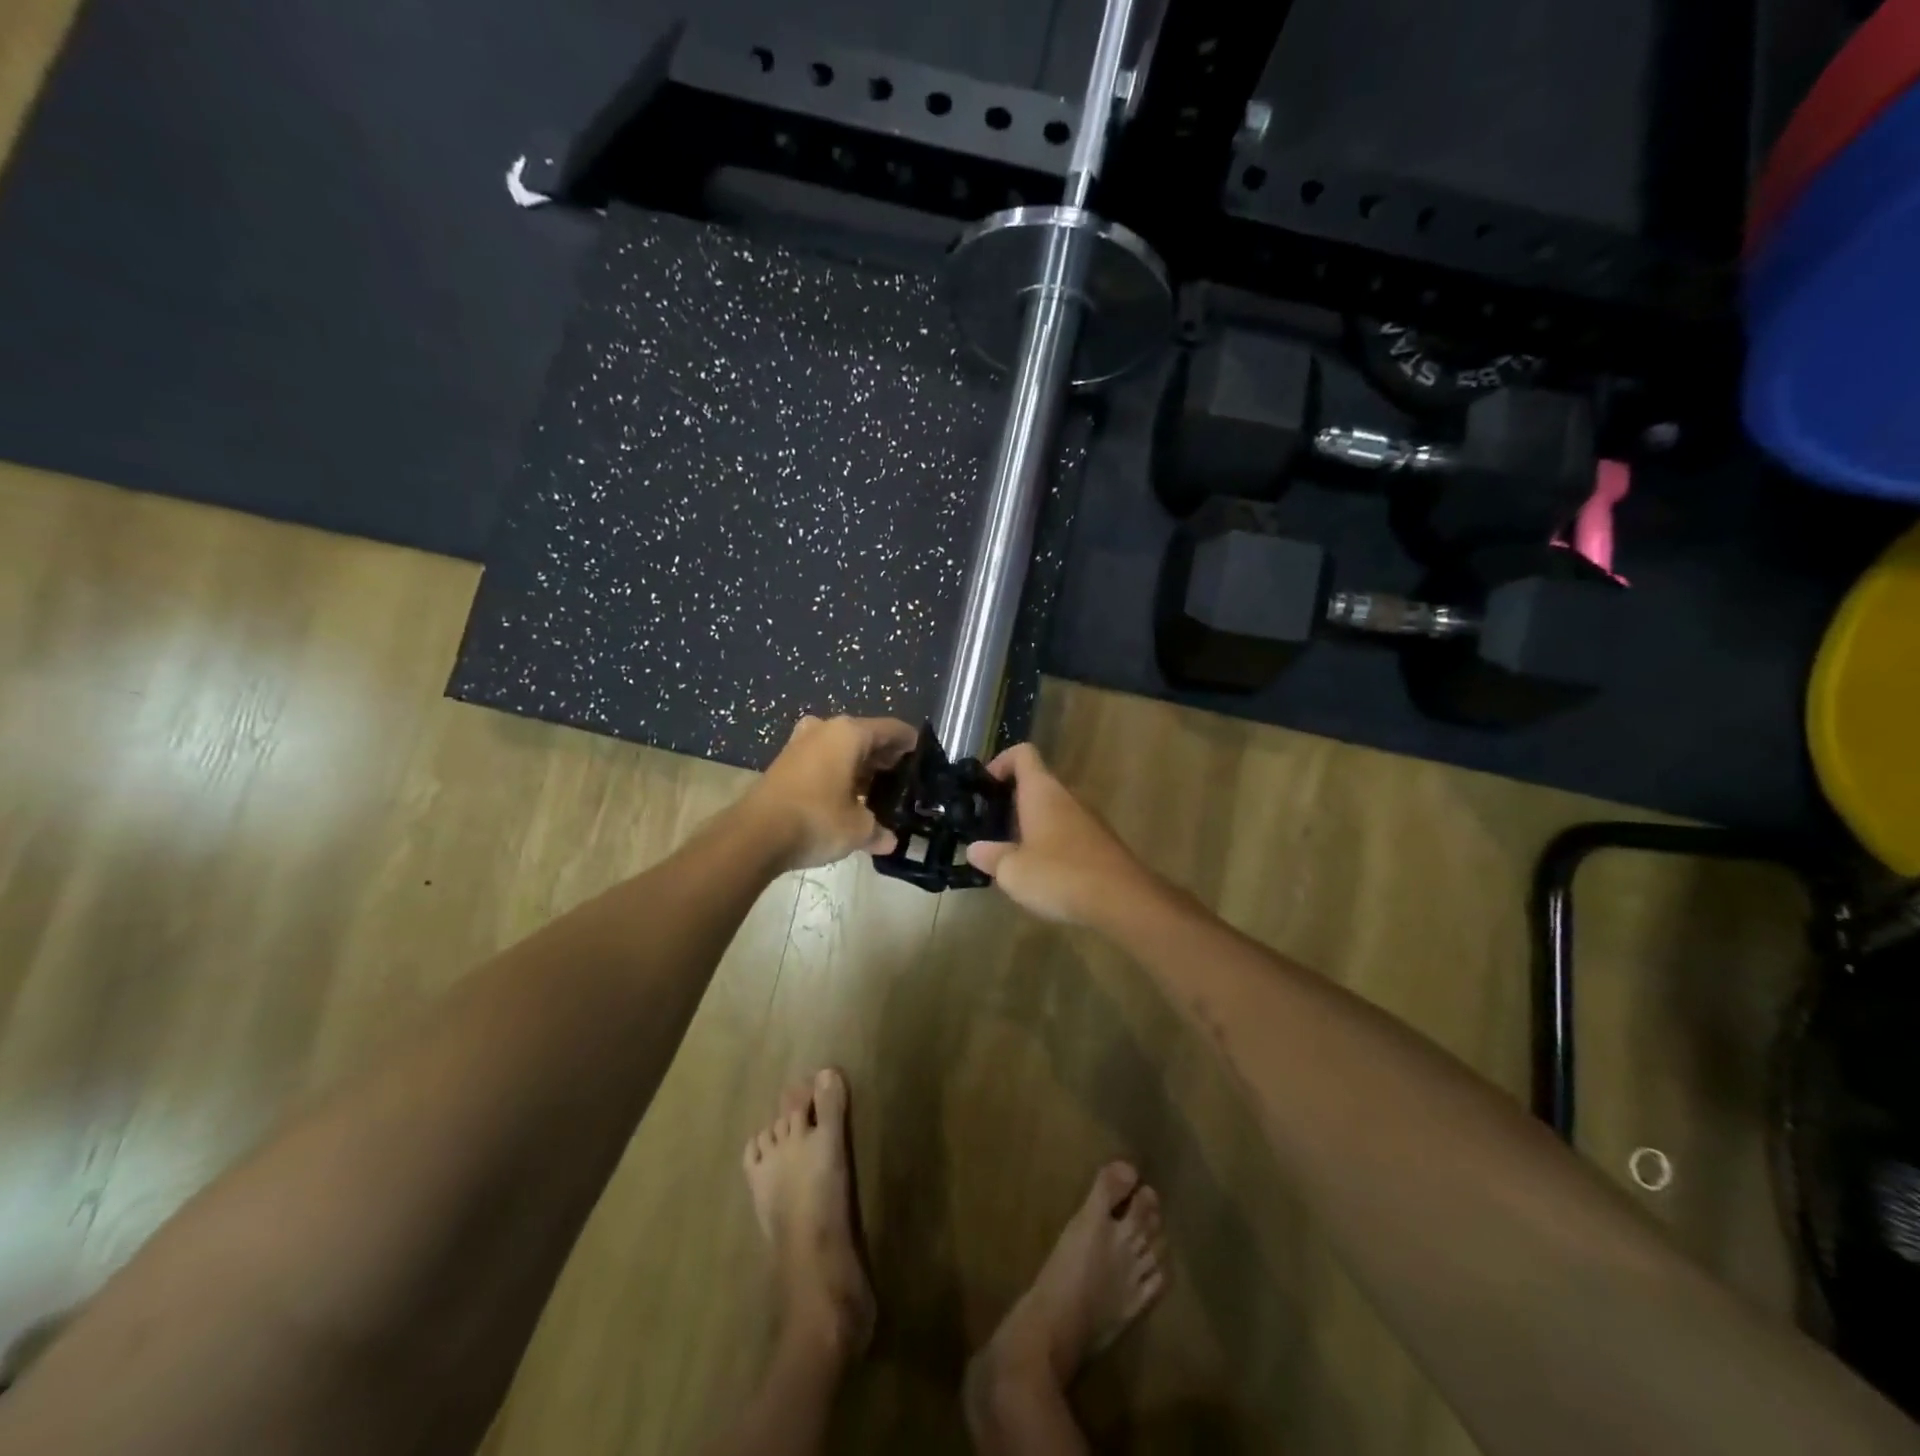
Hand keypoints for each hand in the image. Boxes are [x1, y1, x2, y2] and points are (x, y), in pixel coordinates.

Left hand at [750, 715, 917, 870]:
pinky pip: (823, 760)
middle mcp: (825, 729)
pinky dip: (838, 773)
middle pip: (866, 737)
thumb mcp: (857, 829)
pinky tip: (847, 797)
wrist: (754, 835)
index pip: (892, 729)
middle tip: (903, 780)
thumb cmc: (816, 820)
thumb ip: (878, 830)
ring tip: (877, 792)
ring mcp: (801, 743)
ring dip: (860, 766)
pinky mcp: (785, 762)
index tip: (924, 757)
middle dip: (885, 757)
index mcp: (849, 733)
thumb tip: (889, 841)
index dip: (910, 743)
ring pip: (841, 749)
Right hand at [965, 743, 1164, 925]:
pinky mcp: (1100, 841)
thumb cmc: (1060, 875)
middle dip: (1010, 802)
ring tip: (1011, 856)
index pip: (1022, 754)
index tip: (984, 787)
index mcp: (1042, 791)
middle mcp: (1067, 796)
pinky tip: (1041, 873)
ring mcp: (1087, 818)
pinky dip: (1050, 843)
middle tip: (990, 830)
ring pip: (1052, 809)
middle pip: (1036, 783)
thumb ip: (990, 856)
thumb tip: (975, 849)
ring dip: (1030, 825)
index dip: (1000, 762)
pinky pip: (1067, 831)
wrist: (1123, 900)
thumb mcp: (1012, 871)